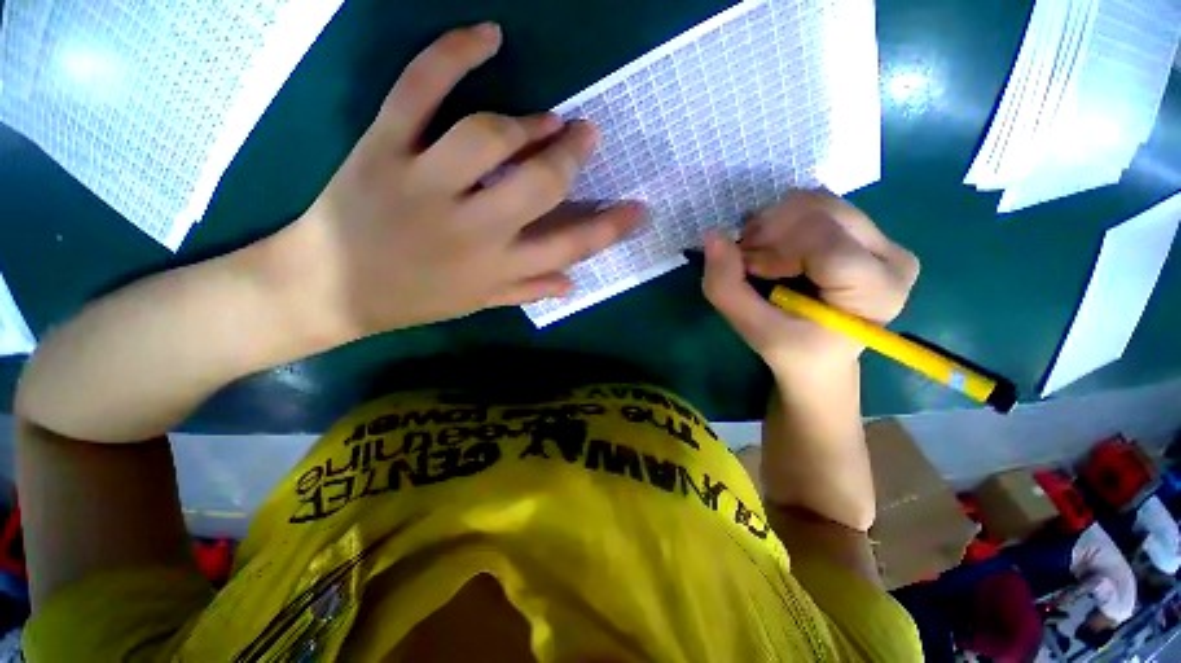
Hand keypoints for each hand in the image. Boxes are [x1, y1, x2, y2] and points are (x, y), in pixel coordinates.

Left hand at [271, 24, 642, 340]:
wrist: (328, 288)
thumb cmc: (412, 298)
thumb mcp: (478, 303)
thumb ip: (528, 290)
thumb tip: (574, 282)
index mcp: (496, 268)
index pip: (569, 246)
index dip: (609, 228)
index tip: (638, 209)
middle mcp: (471, 229)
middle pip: (538, 185)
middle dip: (571, 157)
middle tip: (586, 137)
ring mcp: (424, 184)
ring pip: (487, 138)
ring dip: (527, 123)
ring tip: (544, 120)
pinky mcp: (382, 148)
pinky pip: (419, 91)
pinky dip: (451, 53)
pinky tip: (487, 36)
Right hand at [701, 190, 918, 375]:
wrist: (822, 359)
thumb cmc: (793, 352)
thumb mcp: (755, 330)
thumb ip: (727, 288)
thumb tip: (712, 236)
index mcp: (876, 290)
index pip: (823, 241)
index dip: (773, 247)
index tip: (747, 269)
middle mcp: (892, 256)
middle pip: (822, 211)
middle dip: (770, 231)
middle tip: (746, 259)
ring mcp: (883, 240)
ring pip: (818, 202)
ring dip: (774, 223)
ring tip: (758, 253)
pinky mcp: (866, 233)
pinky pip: (818, 207)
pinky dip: (783, 221)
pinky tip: (773, 246)